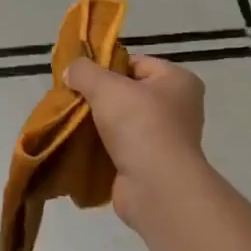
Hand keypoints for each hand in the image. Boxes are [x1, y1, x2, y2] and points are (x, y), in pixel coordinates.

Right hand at [63, 55, 206, 232]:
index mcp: (178, 81)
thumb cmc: (139, 125)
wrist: (156, 187)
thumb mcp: (106, 87)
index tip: (80, 76)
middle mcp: (178, 108)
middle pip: (128, 93)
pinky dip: (102, 146)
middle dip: (99, 96)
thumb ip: (85, 71)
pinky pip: (121, 147)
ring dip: (98, 123)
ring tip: (71, 121)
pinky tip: (80, 145)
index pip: (136, 63)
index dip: (106, 66)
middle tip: (72, 98)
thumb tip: (72, 70)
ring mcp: (167, 138)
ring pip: (122, 121)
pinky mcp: (152, 164)